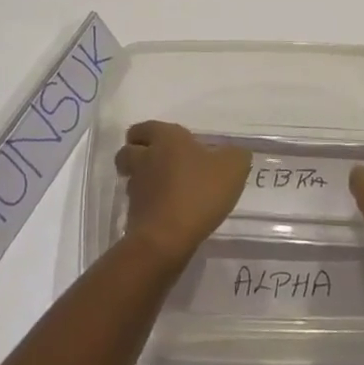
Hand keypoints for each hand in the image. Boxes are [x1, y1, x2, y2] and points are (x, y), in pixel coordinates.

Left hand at [114, 120, 250, 269]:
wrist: (168, 237)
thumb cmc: (199, 192)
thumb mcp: (233, 167)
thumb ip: (235, 155)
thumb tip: (232, 153)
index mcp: (166, 138)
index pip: (145, 127)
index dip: (150, 133)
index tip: (163, 141)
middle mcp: (145, 158)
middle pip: (128, 150)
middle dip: (137, 153)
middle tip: (157, 162)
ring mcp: (136, 187)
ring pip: (131, 177)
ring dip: (142, 179)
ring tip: (163, 189)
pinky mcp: (133, 215)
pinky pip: (137, 203)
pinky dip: (147, 205)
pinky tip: (167, 212)